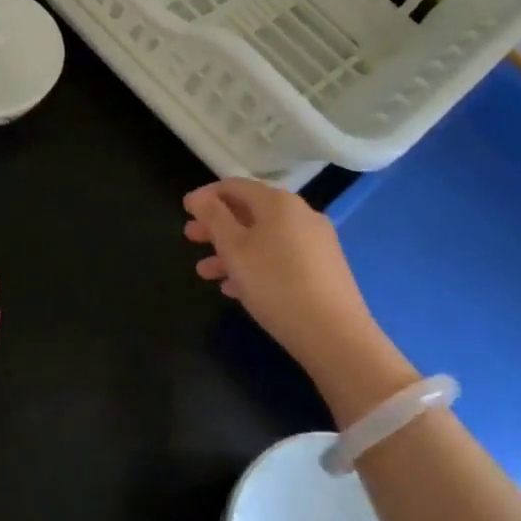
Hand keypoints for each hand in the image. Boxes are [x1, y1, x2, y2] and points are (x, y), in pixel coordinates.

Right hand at [184, 179, 412, 420]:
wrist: (334, 334)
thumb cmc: (275, 284)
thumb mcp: (234, 249)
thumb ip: (214, 218)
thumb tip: (199, 196)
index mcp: (279, 203)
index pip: (236, 186)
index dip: (208, 195)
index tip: (186, 209)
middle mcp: (300, 215)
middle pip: (250, 212)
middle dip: (217, 225)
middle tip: (190, 237)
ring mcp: (315, 242)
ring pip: (264, 238)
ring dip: (232, 250)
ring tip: (205, 272)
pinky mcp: (323, 269)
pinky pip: (280, 257)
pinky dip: (255, 266)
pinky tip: (236, 289)